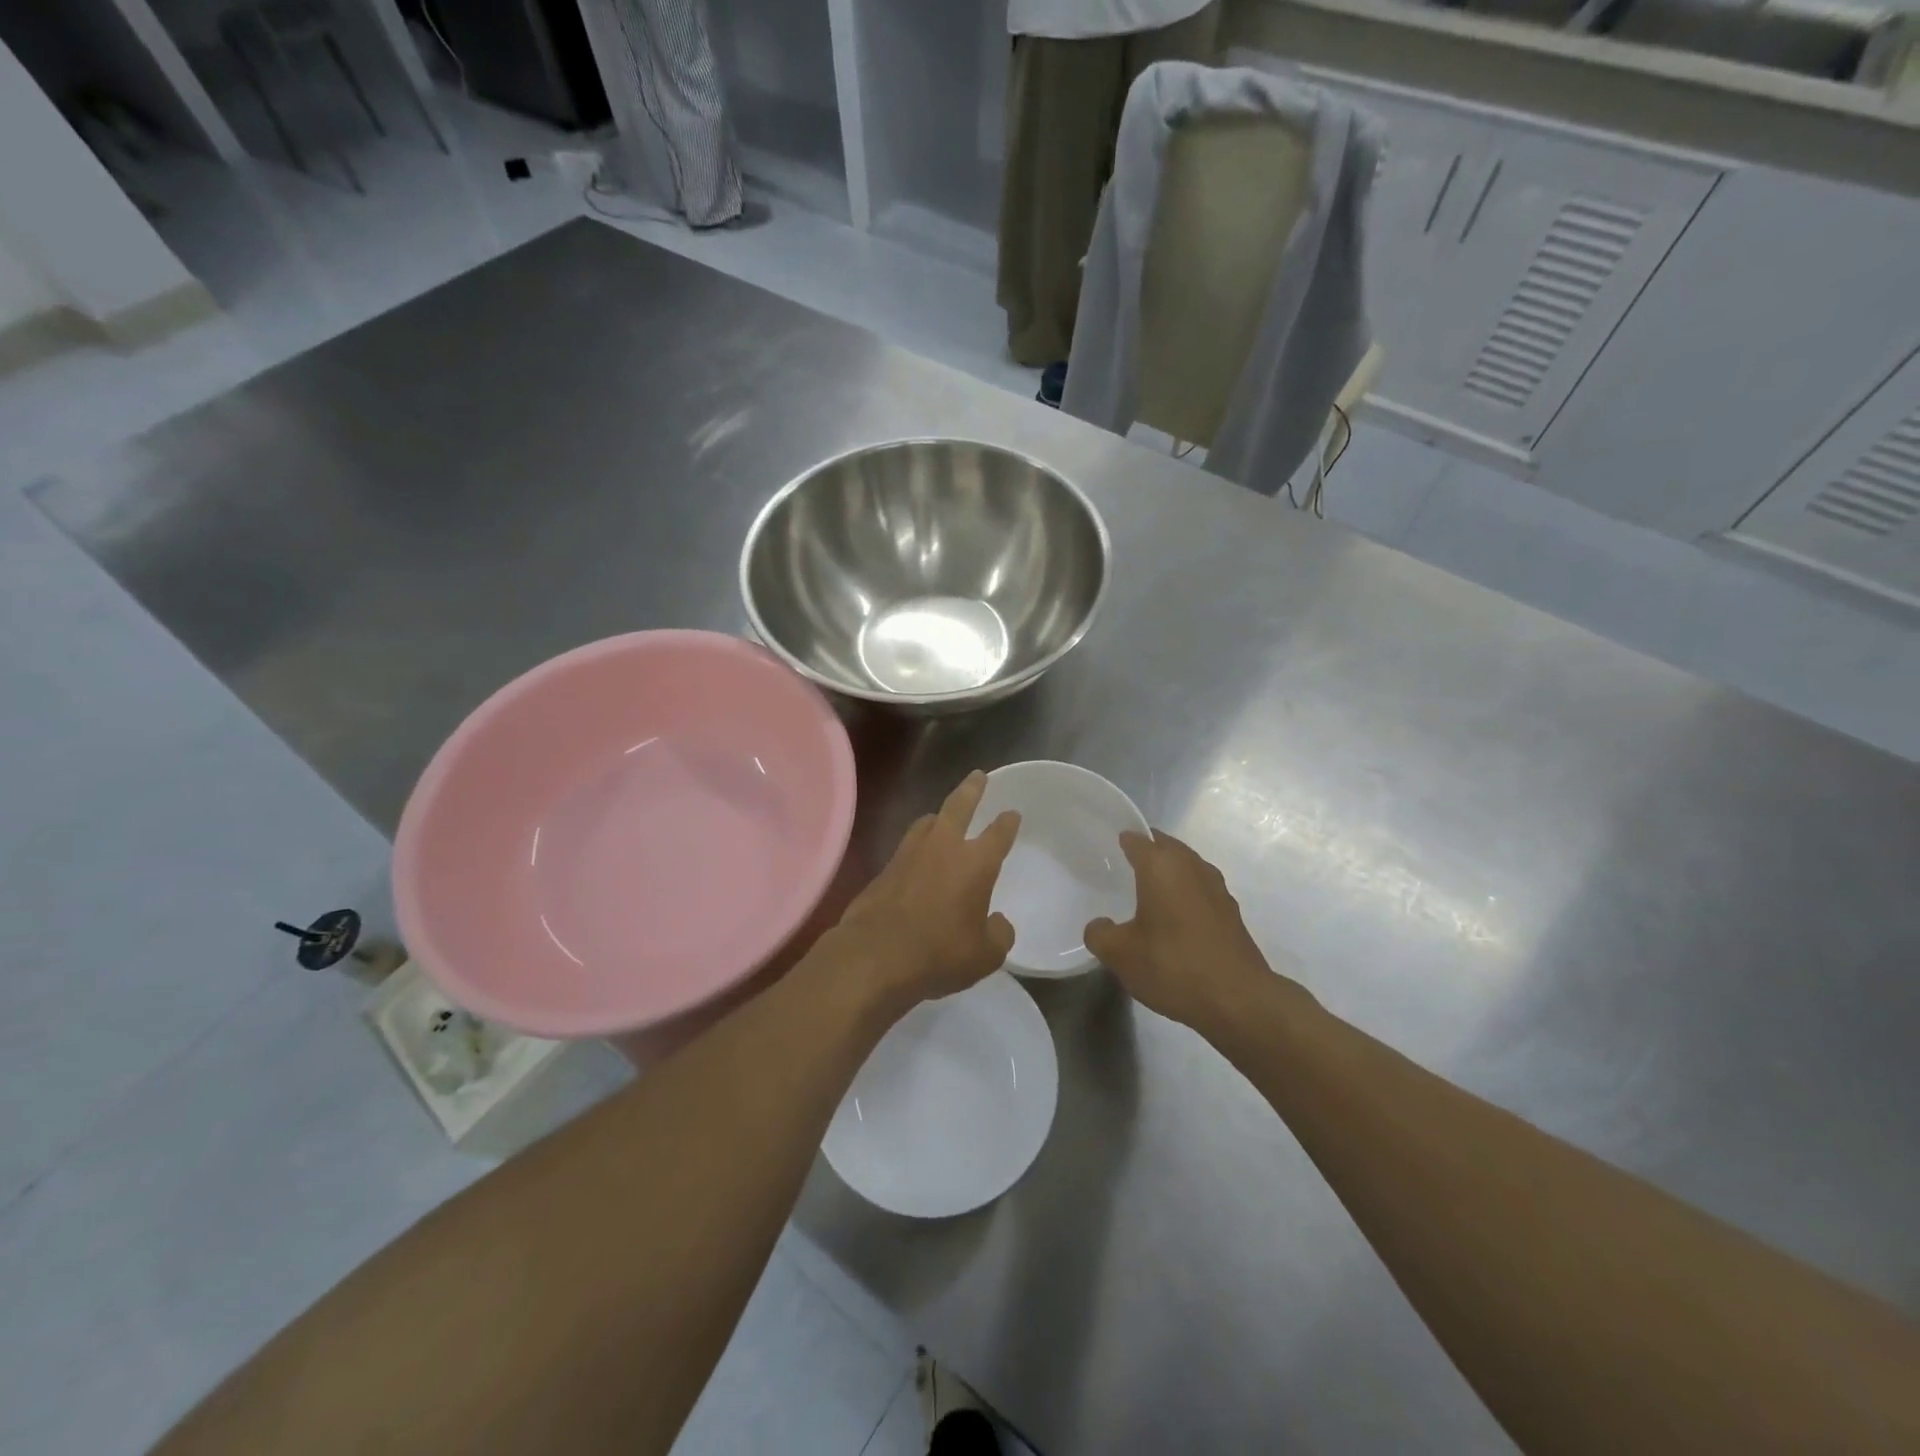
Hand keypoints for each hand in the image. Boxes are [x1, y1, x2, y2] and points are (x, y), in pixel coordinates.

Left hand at [819, 772, 1019, 1013]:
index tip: (1012, 813)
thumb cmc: (939, 953)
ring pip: (927, 822)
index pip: (998, 834)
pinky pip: (906, 847)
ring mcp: (909, 854)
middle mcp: (944, 847)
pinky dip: (917, 845)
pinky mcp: (884, 868)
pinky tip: (917, 856)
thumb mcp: (985, 955)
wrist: (875, 955)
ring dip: (939, 816)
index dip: (1007, 822)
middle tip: (978, 776)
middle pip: (959, 806)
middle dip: (972, 789)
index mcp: (976, 863)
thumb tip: (997, 922)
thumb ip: (998, 934)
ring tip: (942, 816)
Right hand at [1085, 830, 1285, 1033]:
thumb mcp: (1120, 954)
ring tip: (1148, 891)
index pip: (1137, 839)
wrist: (1238, 1000)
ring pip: (1187, 866)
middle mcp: (1191, 867)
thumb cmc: (1173, 966)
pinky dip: (1185, 893)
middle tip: (1123, 867)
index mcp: (1161, 866)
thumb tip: (1099, 925)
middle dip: (1147, 852)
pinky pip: (1200, 889)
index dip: (1121, 840)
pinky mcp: (1231, 912)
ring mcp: (1216, 888)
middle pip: (1166, 846)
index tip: (1107, 849)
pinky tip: (1174, 918)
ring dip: (1169, 872)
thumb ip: (1100, 934)